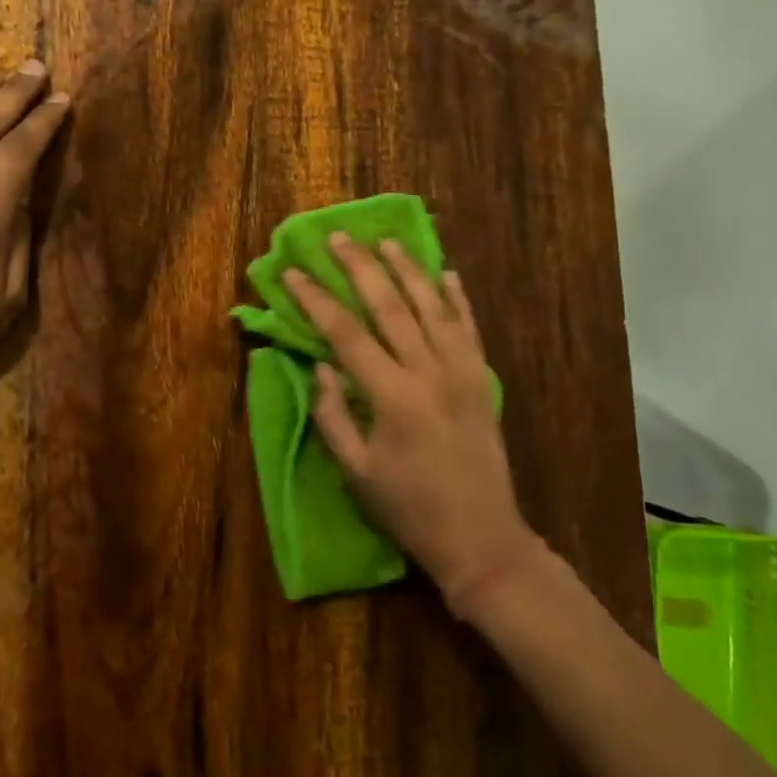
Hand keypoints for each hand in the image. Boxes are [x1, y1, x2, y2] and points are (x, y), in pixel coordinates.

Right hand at [284, 235, 540, 603]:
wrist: (482, 537)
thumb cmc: (409, 508)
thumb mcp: (356, 471)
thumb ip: (332, 414)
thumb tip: (320, 365)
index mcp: (392, 397)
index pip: (346, 334)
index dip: (316, 300)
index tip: (294, 272)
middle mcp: (429, 372)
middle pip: (390, 306)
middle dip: (360, 267)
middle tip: (339, 238)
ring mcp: (462, 371)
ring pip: (433, 306)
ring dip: (408, 270)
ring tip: (387, 241)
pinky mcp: (482, 379)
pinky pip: (470, 327)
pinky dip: (458, 297)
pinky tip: (446, 272)